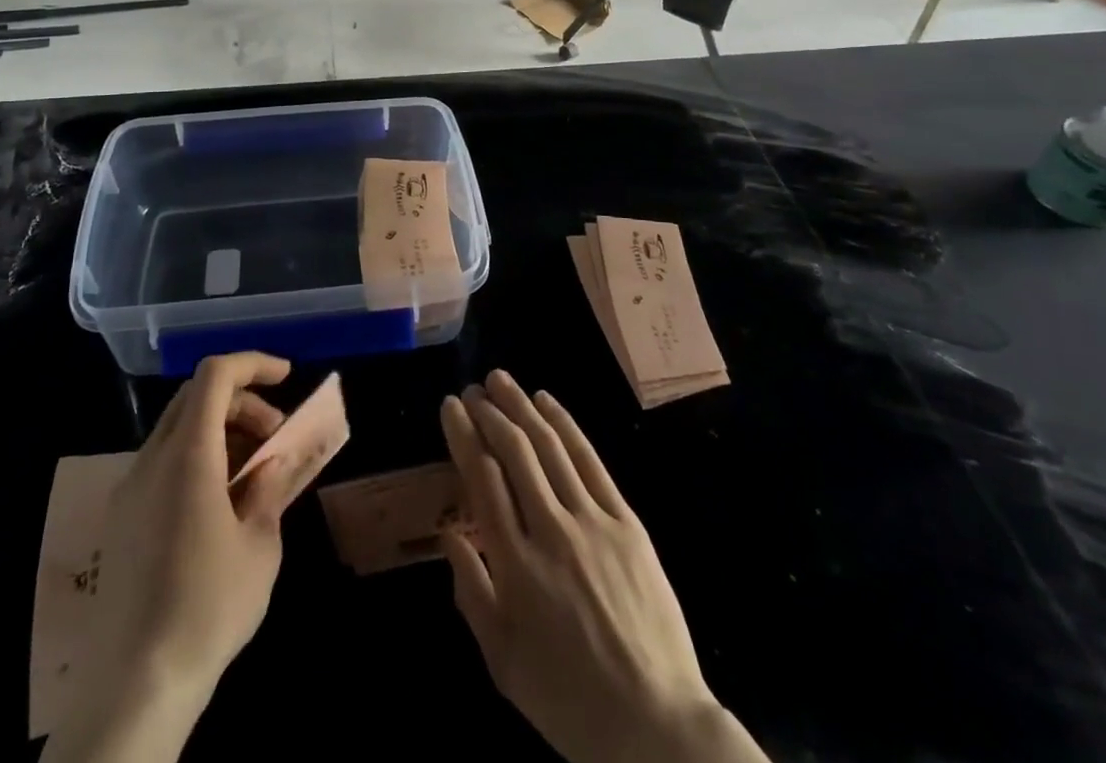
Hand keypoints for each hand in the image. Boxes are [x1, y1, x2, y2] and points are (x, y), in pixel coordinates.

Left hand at [45, 352, 299, 762]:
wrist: (133, 687)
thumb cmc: (207, 608)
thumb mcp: (260, 545)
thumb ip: (270, 488)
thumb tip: (275, 460)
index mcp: (188, 454)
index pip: (215, 374)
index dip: (253, 363)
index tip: (287, 378)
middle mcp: (152, 459)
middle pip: (196, 396)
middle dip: (242, 399)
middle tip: (275, 434)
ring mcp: (130, 489)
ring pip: (178, 428)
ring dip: (221, 429)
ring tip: (254, 472)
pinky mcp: (121, 519)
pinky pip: (163, 462)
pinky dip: (198, 457)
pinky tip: (220, 502)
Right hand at [440, 371, 768, 762]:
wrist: (656, 725)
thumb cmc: (568, 700)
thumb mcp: (503, 661)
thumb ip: (471, 592)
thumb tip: (449, 535)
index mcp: (515, 566)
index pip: (482, 478)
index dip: (463, 435)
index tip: (450, 407)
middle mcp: (551, 531)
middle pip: (514, 452)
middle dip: (489, 413)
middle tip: (472, 389)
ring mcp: (592, 522)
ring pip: (550, 447)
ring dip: (521, 407)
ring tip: (500, 380)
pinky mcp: (626, 523)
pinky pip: (590, 462)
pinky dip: (566, 426)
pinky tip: (548, 403)